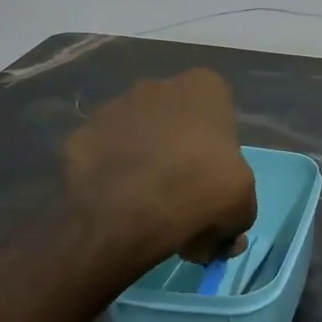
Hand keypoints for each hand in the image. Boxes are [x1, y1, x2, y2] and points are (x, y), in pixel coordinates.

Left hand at [63, 69, 257, 268]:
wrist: (128, 214)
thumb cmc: (202, 192)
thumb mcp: (243, 208)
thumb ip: (238, 211)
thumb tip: (222, 235)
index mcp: (203, 88)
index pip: (217, 109)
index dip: (218, 147)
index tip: (216, 179)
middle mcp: (155, 86)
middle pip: (174, 120)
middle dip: (178, 151)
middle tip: (183, 197)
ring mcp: (111, 109)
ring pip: (136, 136)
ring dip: (143, 162)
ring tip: (147, 209)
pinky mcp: (78, 137)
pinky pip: (103, 158)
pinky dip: (110, 178)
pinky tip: (118, 209)